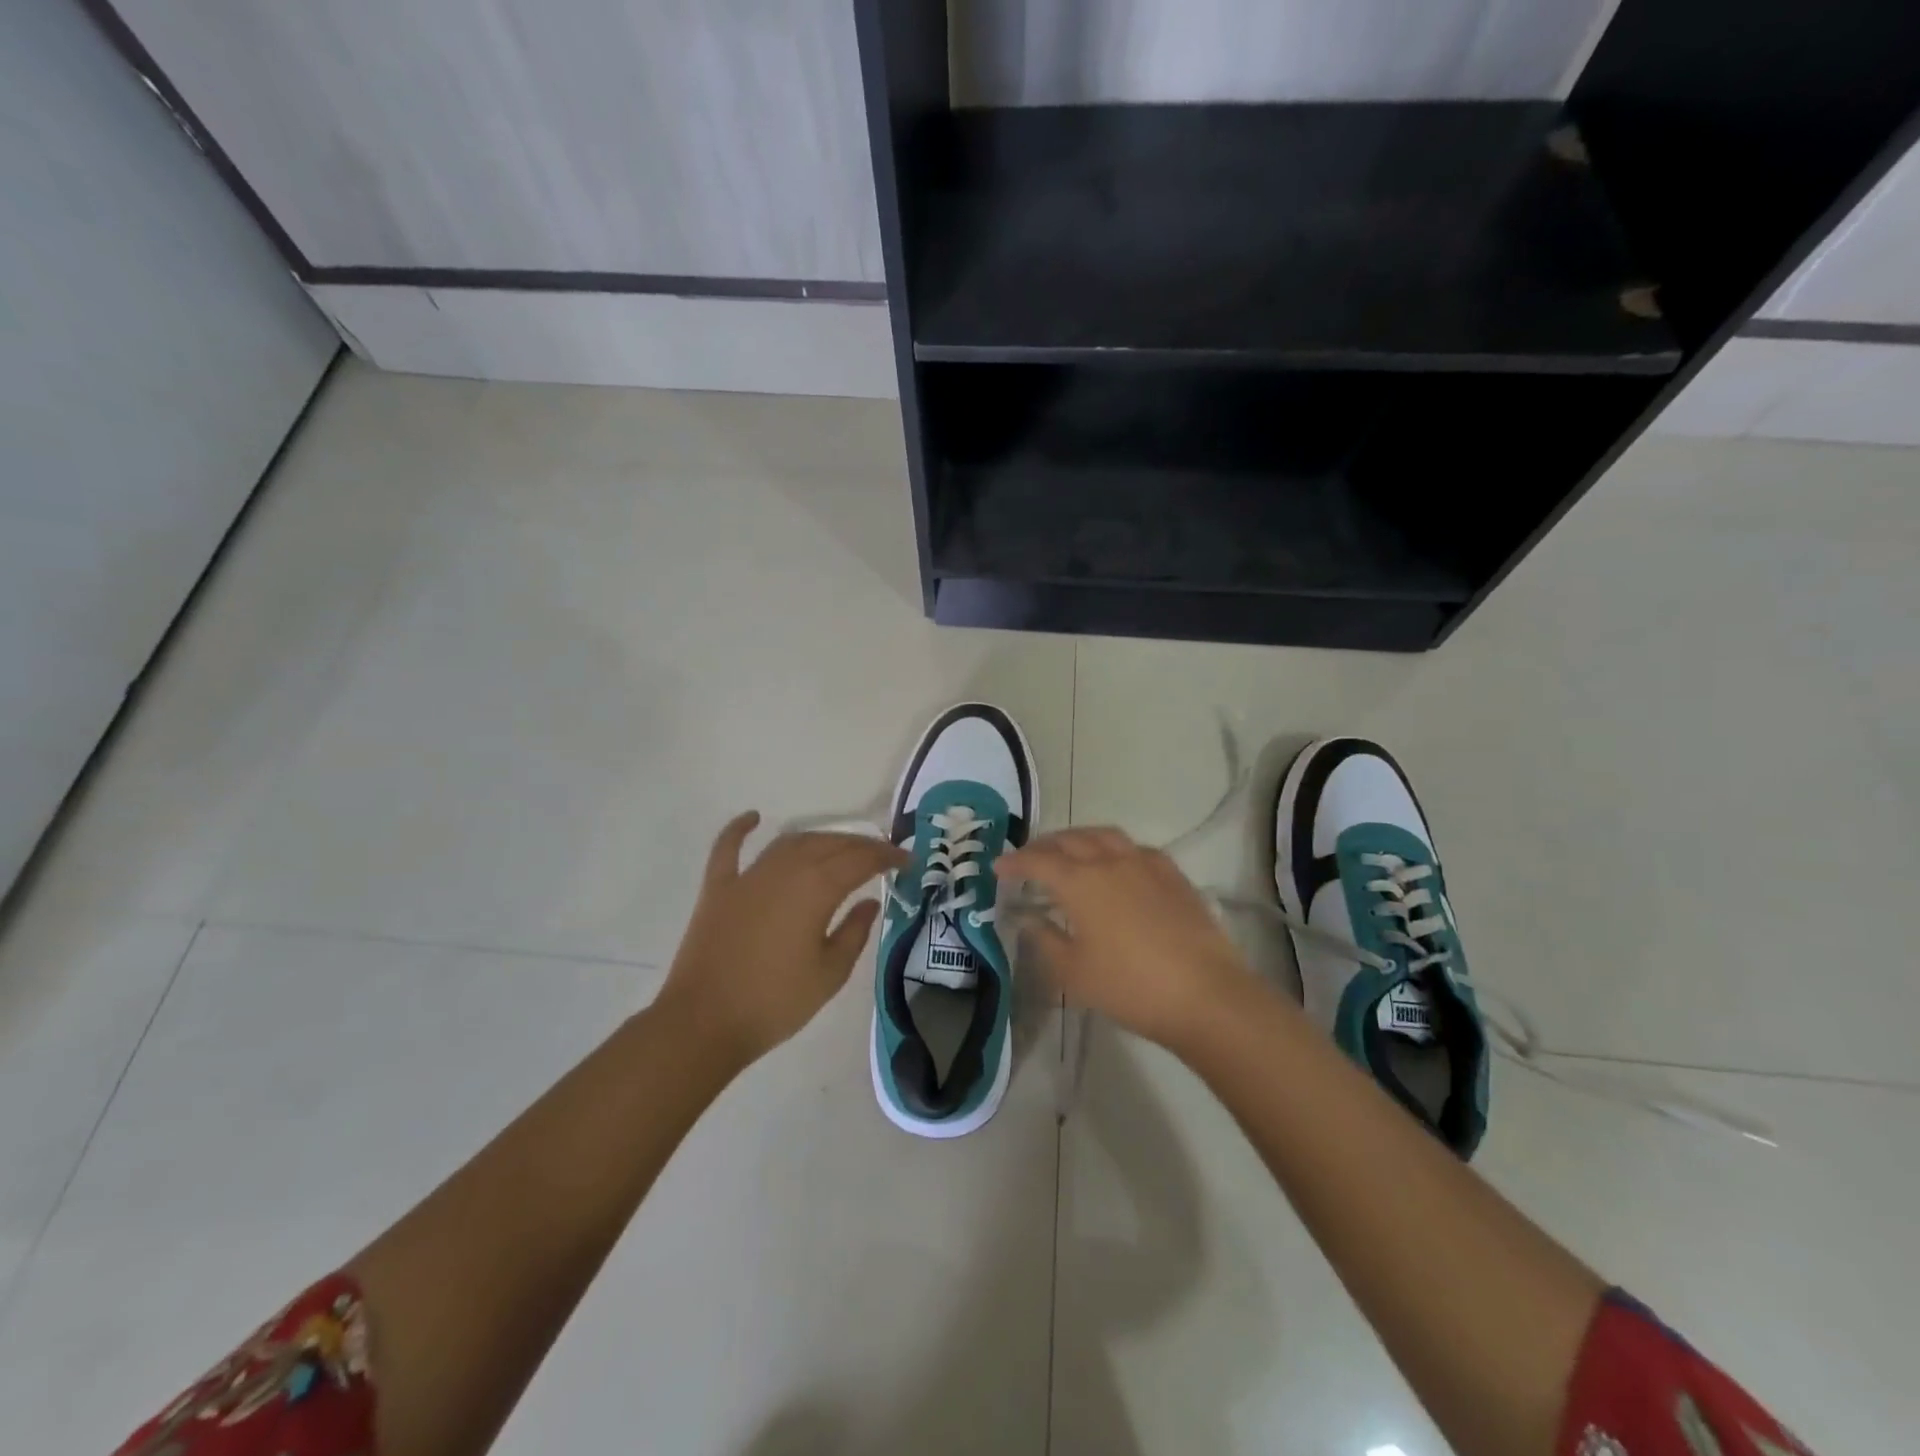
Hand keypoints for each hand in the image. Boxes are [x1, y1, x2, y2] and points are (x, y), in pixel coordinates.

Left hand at [659, 812, 906, 1068]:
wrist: (703, 1022)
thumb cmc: (775, 1002)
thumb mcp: (830, 974)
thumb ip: (854, 932)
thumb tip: (869, 902)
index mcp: (816, 889)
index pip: (861, 860)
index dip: (887, 856)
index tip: (906, 860)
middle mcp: (784, 870)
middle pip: (828, 844)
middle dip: (859, 845)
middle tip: (879, 856)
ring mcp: (748, 876)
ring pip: (790, 842)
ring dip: (818, 839)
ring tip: (839, 847)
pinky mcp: (718, 888)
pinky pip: (729, 848)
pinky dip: (740, 829)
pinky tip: (754, 817)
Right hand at [998, 827, 1257, 1052]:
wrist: (1204, 994)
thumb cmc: (1129, 987)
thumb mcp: (1073, 973)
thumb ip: (1046, 940)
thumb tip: (1029, 919)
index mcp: (1080, 882)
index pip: (1038, 861)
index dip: (1015, 862)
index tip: (998, 867)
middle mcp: (1110, 861)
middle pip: (1070, 840)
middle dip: (1044, 846)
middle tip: (1029, 859)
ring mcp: (1145, 864)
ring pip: (1104, 835)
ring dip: (1079, 838)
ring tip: (1069, 852)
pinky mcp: (1173, 875)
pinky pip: (1135, 848)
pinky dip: (1114, 848)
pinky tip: (1116, 865)